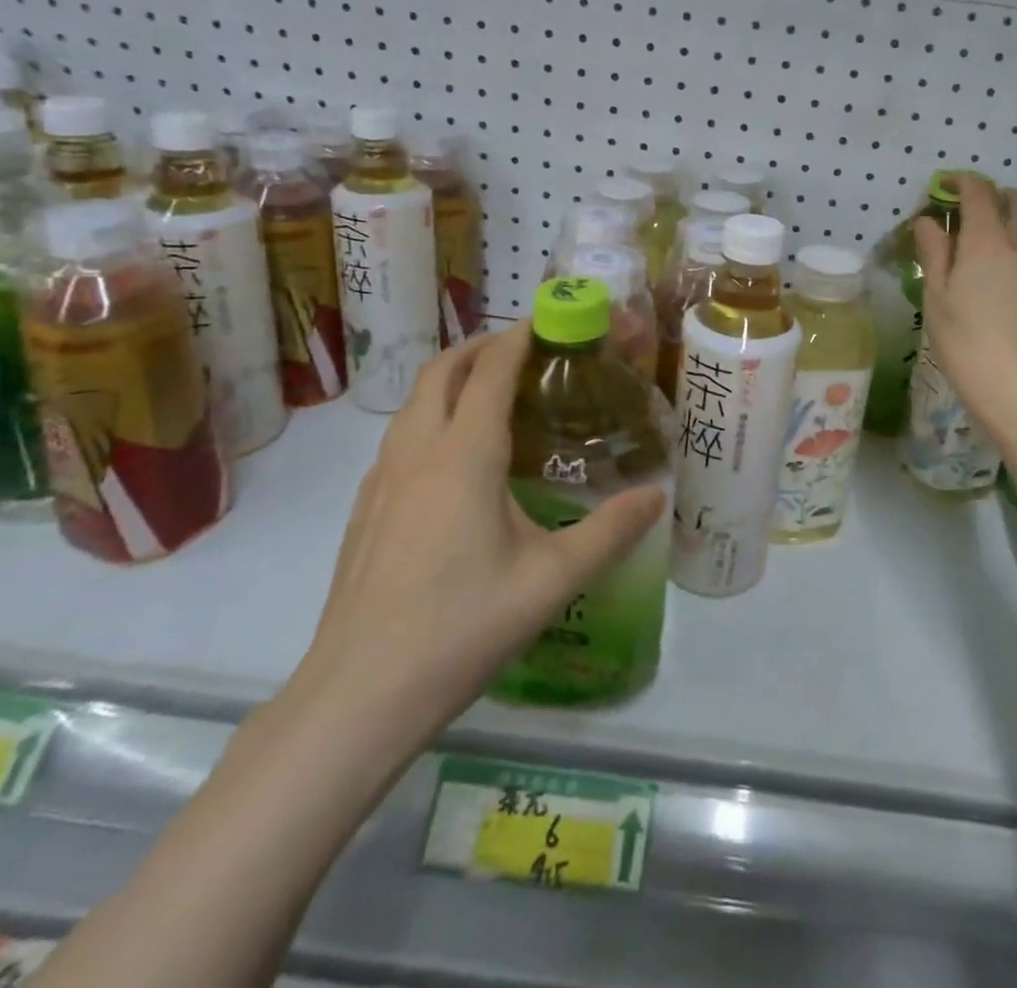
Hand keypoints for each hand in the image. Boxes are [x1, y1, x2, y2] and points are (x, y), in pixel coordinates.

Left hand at [292, 324, 665, 757]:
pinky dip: (428, 418)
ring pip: (412, 404)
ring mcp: (380, 482)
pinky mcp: (364, 511)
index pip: (489, 372)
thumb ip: (610, 532)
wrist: (358, 696)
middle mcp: (417, 454)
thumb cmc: (462, 627)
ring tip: (488, 393)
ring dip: (448, 380)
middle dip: (478, 347)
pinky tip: (451, 460)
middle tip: (519, 348)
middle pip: (440, 372)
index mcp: (463, 457)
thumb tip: (658, 497)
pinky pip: (399, 439)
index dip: (517, 338)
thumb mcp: (552, 580)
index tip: (545, 320)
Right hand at [914, 174, 1016, 455]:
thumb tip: (928, 221)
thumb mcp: (937, 302)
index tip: (944, 186)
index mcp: (987, 241)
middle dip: (993, 194)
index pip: (978, 191)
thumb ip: (935, 255)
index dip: (960, 181)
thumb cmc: (969, 348)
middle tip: (973, 209)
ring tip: (1009, 223)